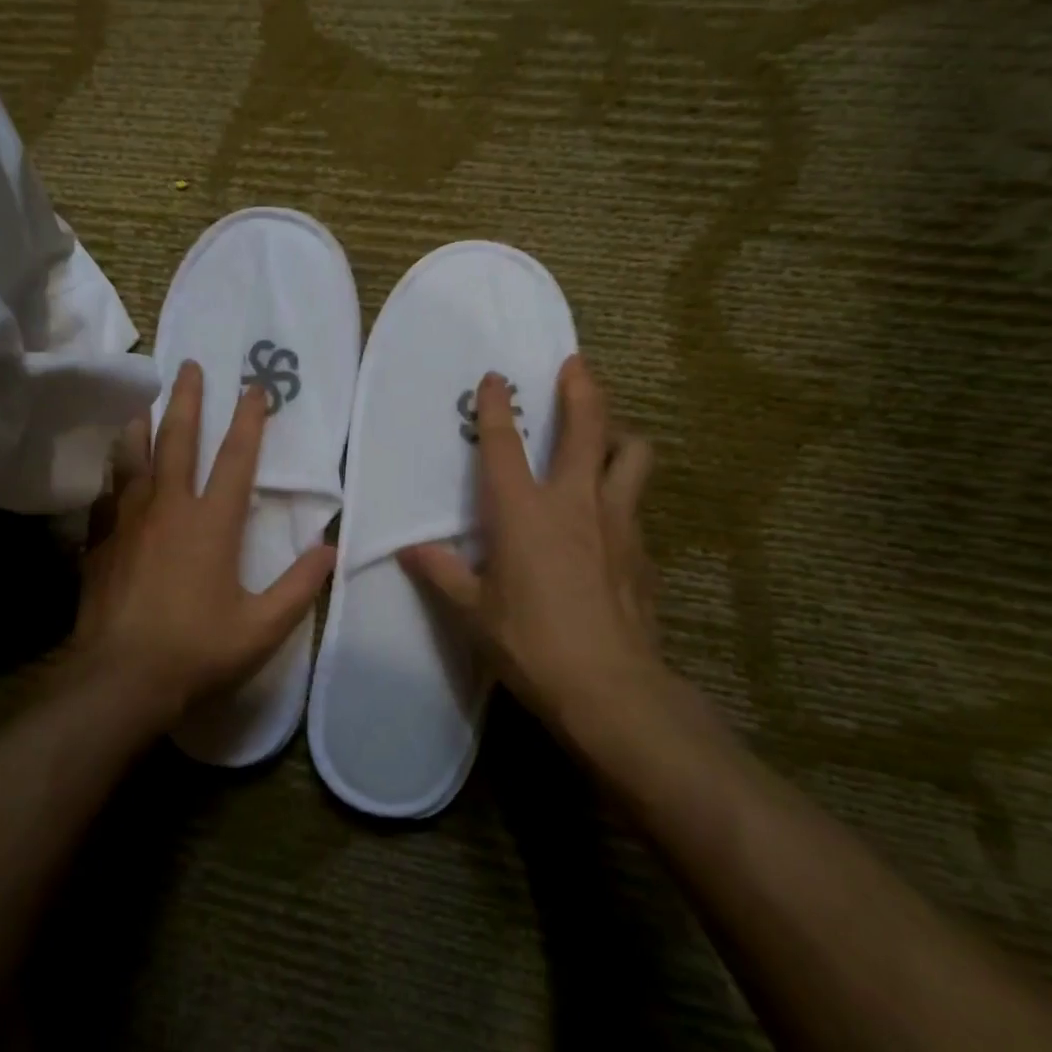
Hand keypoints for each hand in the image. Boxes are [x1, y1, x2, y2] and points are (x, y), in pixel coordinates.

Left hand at [69, 360, 335, 734]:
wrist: (119, 679)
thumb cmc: (197, 651)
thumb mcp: (262, 627)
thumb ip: (300, 586)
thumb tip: (331, 549)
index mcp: (212, 523)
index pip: (236, 458)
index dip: (248, 420)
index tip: (254, 387)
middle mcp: (168, 508)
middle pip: (177, 440)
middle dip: (187, 399)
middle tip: (190, 366)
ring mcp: (128, 521)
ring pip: (133, 457)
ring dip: (142, 423)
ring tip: (145, 399)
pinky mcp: (100, 541)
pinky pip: (107, 492)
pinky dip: (114, 472)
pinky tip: (113, 469)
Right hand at [400, 356, 700, 773]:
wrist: (610, 687)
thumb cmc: (531, 644)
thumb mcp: (473, 613)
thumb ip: (441, 573)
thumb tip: (408, 550)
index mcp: (523, 511)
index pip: (504, 444)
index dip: (496, 405)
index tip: (495, 377)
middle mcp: (574, 501)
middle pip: (587, 425)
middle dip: (581, 387)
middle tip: (575, 365)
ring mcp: (618, 520)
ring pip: (632, 454)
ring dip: (618, 435)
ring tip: (606, 437)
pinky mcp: (644, 548)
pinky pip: (637, 503)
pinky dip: (624, 494)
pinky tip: (611, 521)